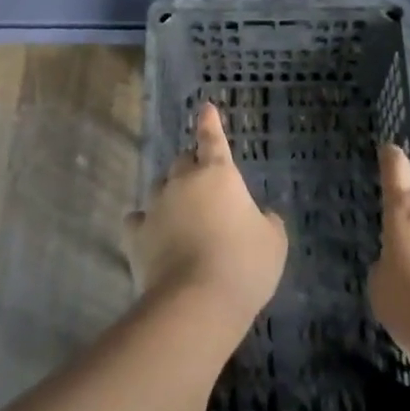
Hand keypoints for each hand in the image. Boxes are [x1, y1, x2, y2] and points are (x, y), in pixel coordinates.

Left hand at [126, 104, 286, 338]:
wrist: (197, 302)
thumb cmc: (244, 265)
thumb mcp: (274, 243)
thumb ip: (268, 222)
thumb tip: (262, 217)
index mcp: (218, 174)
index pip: (212, 139)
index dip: (210, 123)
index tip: (205, 108)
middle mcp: (183, 181)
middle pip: (183, 161)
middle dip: (192, 168)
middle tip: (204, 188)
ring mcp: (156, 206)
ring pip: (159, 187)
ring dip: (170, 195)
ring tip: (180, 216)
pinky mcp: (136, 235)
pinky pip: (138, 220)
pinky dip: (145, 223)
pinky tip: (149, 235)